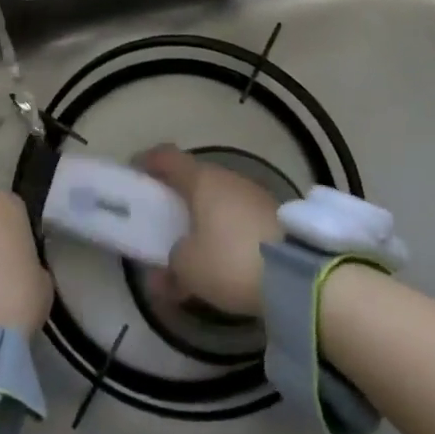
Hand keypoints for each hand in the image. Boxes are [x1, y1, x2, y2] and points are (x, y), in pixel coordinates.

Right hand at [137, 144, 282, 316]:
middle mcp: (227, 178)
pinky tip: (224, 257)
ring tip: (194, 244)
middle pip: (195, 178)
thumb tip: (161, 274)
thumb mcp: (189, 269)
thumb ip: (169, 267)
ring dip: (204, 216)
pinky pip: (239, 216)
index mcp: (201, 179)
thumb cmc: (230, 260)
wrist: (300, 276)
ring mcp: (254, 194)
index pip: (167, 157)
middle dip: (177, 195)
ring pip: (219, 199)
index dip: (148, 162)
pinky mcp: (275, 216)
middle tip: (163, 217)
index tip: (135, 173)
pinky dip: (226, 230)